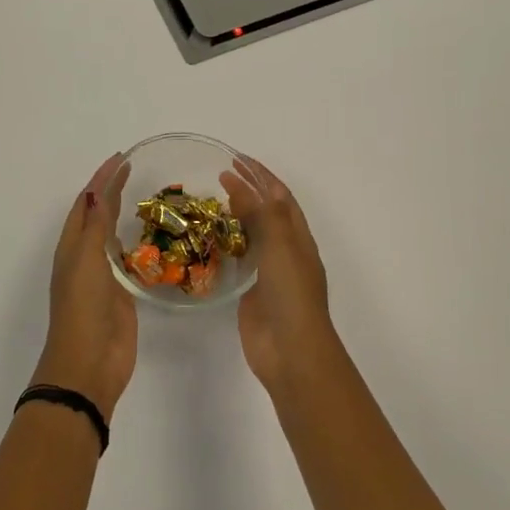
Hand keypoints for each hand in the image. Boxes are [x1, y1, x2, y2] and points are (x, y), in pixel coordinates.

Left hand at [31, 153, 136, 420]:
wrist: (89, 365)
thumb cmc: (83, 309)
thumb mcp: (86, 262)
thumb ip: (95, 228)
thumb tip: (99, 192)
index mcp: (72, 246)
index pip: (87, 202)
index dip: (101, 179)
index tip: (122, 158)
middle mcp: (85, 256)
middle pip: (98, 215)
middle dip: (111, 191)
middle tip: (134, 169)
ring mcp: (103, 276)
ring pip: (112, 236)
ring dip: (123, 214)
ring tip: (145, 195)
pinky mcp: (122, 294)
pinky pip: (129, 260)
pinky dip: (137, 243)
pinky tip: (151, 236)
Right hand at [220, 155, 338, 394]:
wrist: (291, 351)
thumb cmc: (291, 293)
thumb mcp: (278, 245)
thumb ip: (259, 213)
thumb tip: (238, 184)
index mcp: (299, 237)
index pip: (280, 196)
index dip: (261, 175)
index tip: (237, 158)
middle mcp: (286, 251)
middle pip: (267, 212)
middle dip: (248, 190)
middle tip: (220, 174)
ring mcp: (269, 272)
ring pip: (252, 235)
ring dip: (236, 215)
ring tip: (213, 200)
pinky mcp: (251, 291)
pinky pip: (239, 259)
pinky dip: (227, 243)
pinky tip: (211, 238)